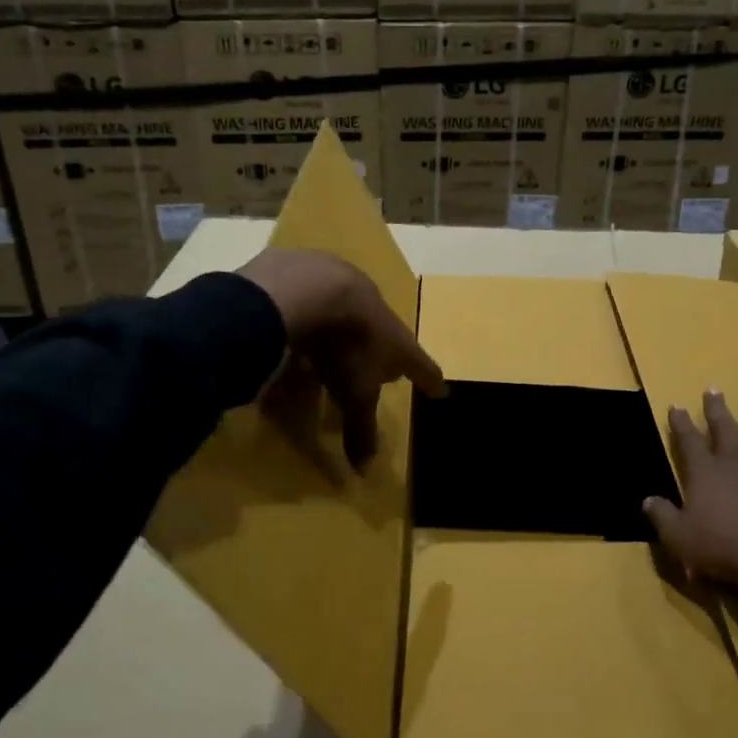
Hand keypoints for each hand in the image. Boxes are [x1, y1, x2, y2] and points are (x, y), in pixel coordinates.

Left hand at [237, 248, 445, 467]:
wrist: (307, 289)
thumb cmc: (342, 347)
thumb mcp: (354, 394)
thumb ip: (361, 428)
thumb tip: (365, 471)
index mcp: (393, 338)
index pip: (419, 363)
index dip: (429, 379)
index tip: (440, 389)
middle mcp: (375, 305)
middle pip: (385, 330)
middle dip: (383, 347)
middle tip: (379, 364)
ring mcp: (344, 280)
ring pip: (350, 306)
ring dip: (347, 322)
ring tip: (333, 338)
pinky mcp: (310, 265)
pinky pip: (315, 288)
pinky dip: (311, 303)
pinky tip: (296, 312)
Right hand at [643, 390, 737, 631]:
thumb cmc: (720, 546)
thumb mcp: (678, 536)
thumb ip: (662, 516)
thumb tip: (649, 500)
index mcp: (704, 473)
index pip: (688, 441)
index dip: (681, 423)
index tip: (676, 406)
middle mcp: (732, 466)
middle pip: (723, 431)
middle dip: (716, 410)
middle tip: (713, 390)